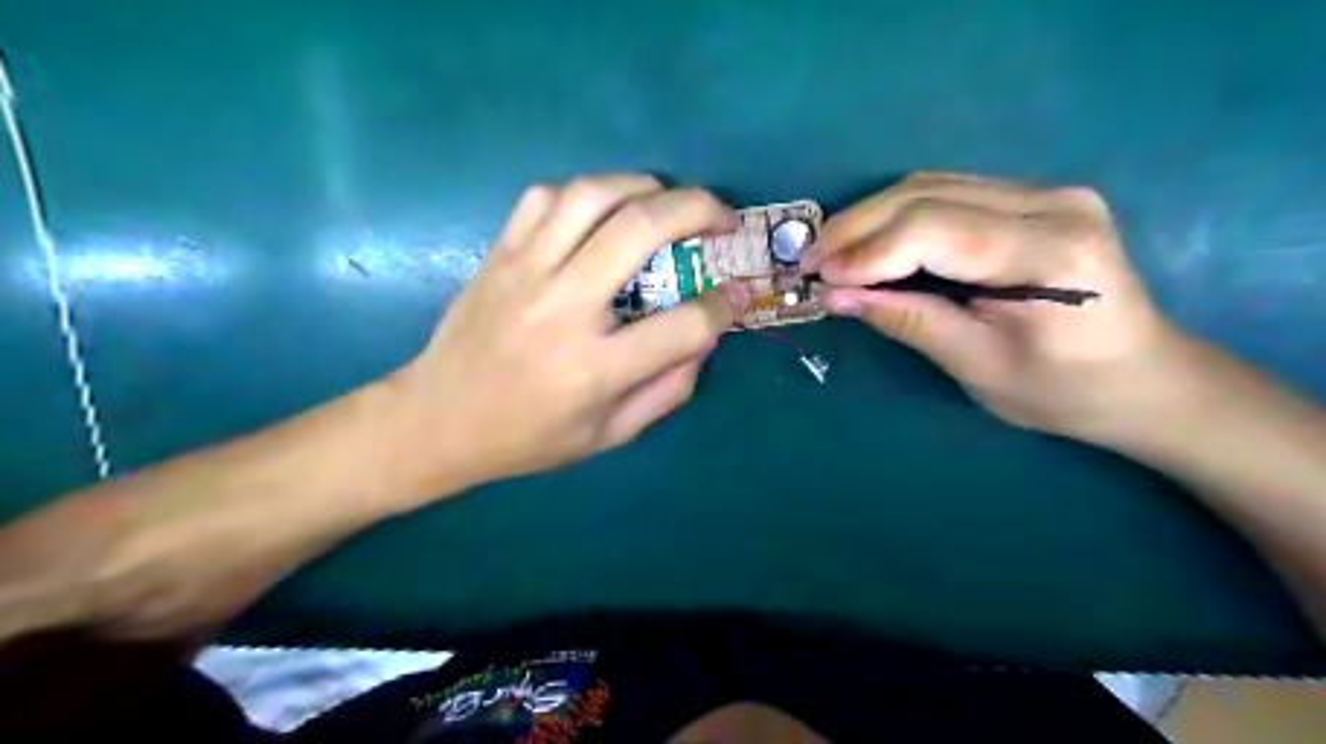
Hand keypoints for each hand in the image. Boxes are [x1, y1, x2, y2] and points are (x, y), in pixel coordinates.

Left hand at [389, 174, 749, 493]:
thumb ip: (667, 390)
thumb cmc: (528, 437)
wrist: (437, 419)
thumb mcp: (609, 435)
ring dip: (645, 186)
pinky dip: (586, 192)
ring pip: (593, 195)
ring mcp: (526, 271)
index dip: (725, 306)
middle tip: (723, 217)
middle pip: (643, 230)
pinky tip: (603, 210)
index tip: (738, 295)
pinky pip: (545, 197)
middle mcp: (564, 308)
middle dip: (699, 210)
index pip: (684, 324)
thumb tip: (705, 338)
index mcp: (595, 368)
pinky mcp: (500, 254)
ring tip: (668, 201)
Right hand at [808, 172, 1192, 444]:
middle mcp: (1052, 203)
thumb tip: (835, 296)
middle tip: (810, 260)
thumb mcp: (977, 366)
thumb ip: (907, 321)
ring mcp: (1045, 192)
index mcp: (1050, 253)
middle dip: (857, 227)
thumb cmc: (1063, 390)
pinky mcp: (1031, 198)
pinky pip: (946, 193)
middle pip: (927, 194)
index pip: (935, 230)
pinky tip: (870, 242)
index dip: (867, 251)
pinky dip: (897, 216)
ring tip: (830, 253)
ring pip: (930, 185)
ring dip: (870, 217)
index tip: (817, 278)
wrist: (1141, 378)